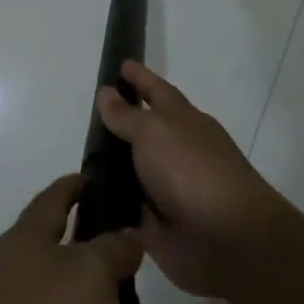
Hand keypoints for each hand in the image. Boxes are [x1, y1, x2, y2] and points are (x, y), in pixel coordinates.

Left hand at [0, 174, 144, 303]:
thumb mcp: (90, 275)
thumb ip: (113, 250)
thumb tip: (126, 234)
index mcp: (27, 243)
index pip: (53, 200)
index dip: (75, 186)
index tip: (96, 177)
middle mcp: (18, 283)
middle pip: (70, 270)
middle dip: (110, 285)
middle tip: (145, 294)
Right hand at [96, 61, 286, 299]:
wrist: (226, 240)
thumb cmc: (192, 170)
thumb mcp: (155, 131)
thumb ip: (127, 115)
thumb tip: (107, 92)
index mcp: (183, 121)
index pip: (156, 91)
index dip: (139, 78)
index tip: (120, 64)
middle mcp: (174, 151)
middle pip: (141, 131)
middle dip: (118, 124)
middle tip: (85, 114)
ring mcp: (165, 189)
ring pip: (129, 170)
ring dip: (108, 166)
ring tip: (76, 158)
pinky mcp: (154, 225)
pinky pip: (123, 208)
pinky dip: (107, 204)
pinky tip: (82, 199)